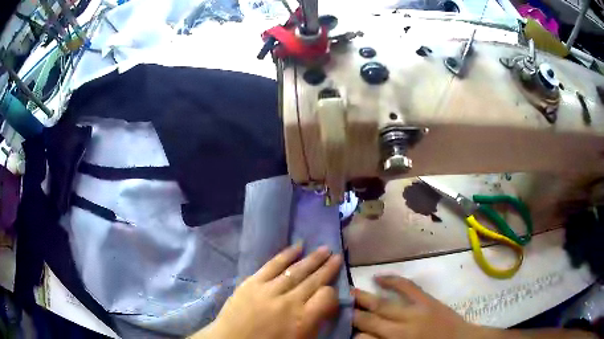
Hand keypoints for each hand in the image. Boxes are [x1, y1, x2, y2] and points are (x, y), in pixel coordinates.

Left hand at [192, 243, 342, 338]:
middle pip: (314, 280)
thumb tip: (325, 307)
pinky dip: (286, 255)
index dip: (332, 293)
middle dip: (328, 267)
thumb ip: (315, 324)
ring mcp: (269, 290)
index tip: (331, 292)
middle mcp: (289, 302)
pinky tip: (297, 247)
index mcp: (303, 321)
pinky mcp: (251, 283)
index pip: (326, 297)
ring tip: (324, 249)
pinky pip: (272, 265)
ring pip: (296, 270)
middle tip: (337, 255)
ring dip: (312, 259)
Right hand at [353, 275, 477, 338]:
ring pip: (383, 304)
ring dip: (364, 298)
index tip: (343, 328)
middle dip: (353, 314)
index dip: (353, 333)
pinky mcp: (426, 300)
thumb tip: (364, 337)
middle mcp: (400, 329)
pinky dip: (392, 281)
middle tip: (337, 305)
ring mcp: (414, 312)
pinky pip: (407, 287)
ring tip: (349, 292)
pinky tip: (379, 277)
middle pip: (370, 320)